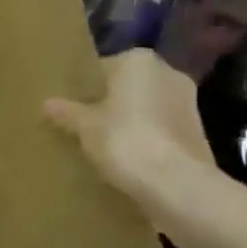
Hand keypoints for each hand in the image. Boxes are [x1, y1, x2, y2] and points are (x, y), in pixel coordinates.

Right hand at [44, 50, 213, 207]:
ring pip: (145, 109)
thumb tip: (48, 104)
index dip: (83, 88)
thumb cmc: (125, 140)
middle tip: (81, 124)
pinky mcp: (198, 134)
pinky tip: (125, 159)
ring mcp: (188, 104)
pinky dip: (145, 140)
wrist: (177, 186)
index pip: (102, 68)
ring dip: (128, 122)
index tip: (68, 107)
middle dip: (108, 104)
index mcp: (139, 61)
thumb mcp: (84, 126)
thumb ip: (67, 112)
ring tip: (101, 144)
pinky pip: (160, 130)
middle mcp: (168, 73)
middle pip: (127, 87)